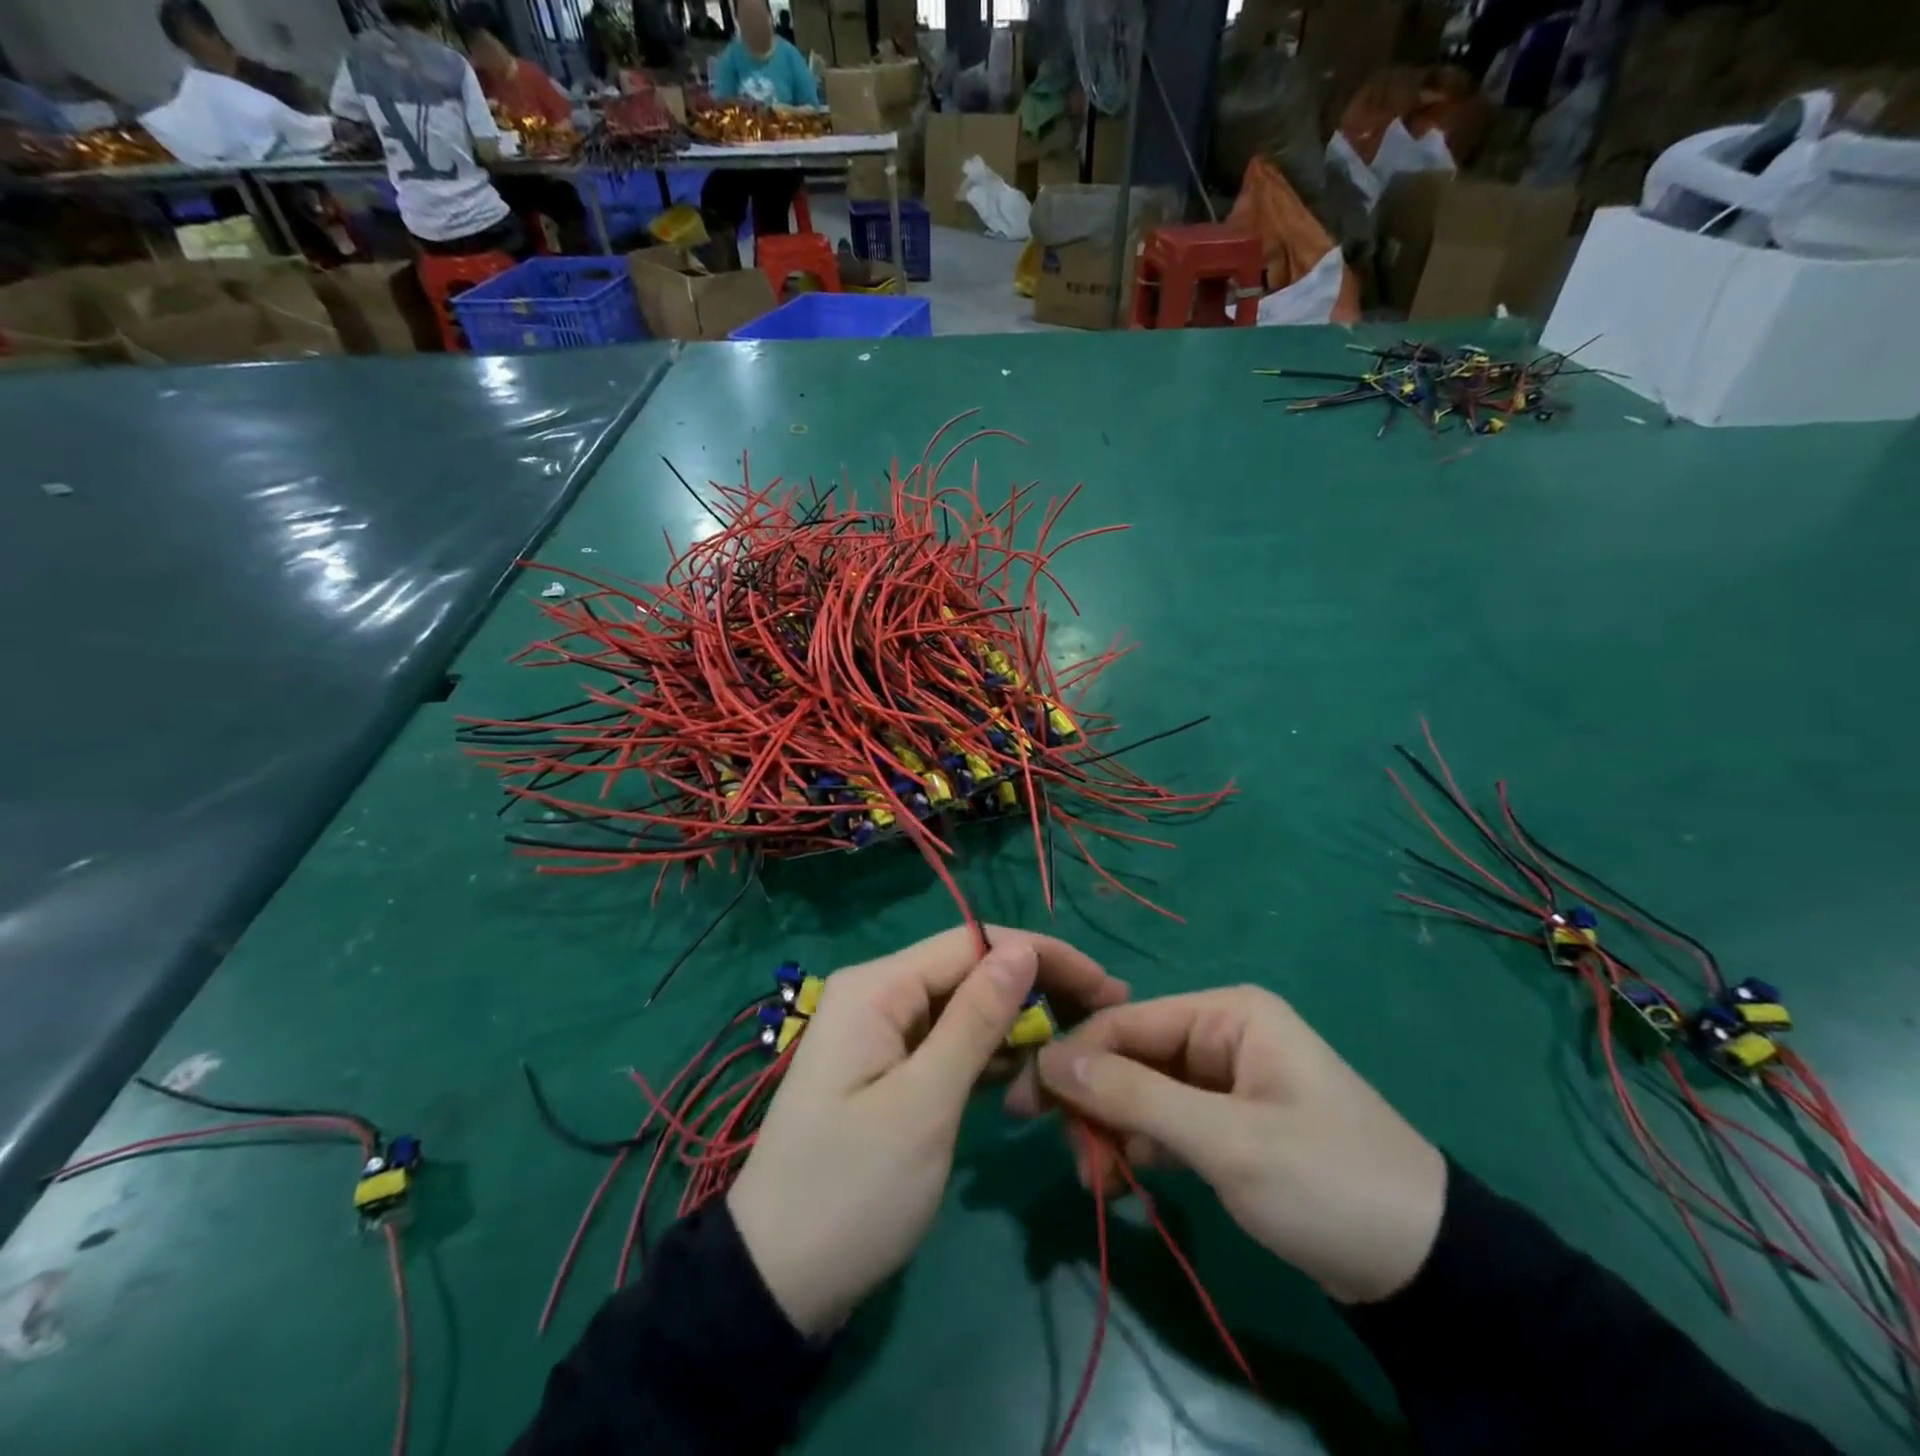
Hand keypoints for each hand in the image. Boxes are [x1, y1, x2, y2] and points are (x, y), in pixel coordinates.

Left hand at [728, 926, 1128, 1335]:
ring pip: (965, 1008)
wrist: (777, 1282)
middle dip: (1036, 988)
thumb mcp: (923, 1105)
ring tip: (1078, 1049)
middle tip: (1105, 1016)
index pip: (974, 942)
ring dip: (1018, 1025)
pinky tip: (1030, 1076)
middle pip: (971, 971)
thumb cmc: (852, 1191)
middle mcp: (878, 993)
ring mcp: (882, 1032)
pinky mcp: (890, 1069)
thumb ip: (975, 1021)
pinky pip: (949, 1043)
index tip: (1106, 985)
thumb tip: (1023, 949)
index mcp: (877, 986)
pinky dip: (990, 1056)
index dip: (1042, 956)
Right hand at [1024, 986, 1446, 1304]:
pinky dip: (1141, 1148)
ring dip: (1113, 1132)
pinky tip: (1126, 1181)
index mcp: (1226, 1013)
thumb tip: (1050, 1058)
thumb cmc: (1326, 1182)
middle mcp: (1221, 1033)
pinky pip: (1166, 1121)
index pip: (1126, 1023)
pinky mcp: (1229, 1122)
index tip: (1025, 1104)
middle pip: (1130, 1057)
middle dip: (1095, 1105)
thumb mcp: (1226, 1141)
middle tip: (1075, 1164)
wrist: (1428, 1271)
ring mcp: (1224, 1079)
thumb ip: (1134, 1095)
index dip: (1072, 1059)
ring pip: (1142, 1091)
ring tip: (1100, 1184)